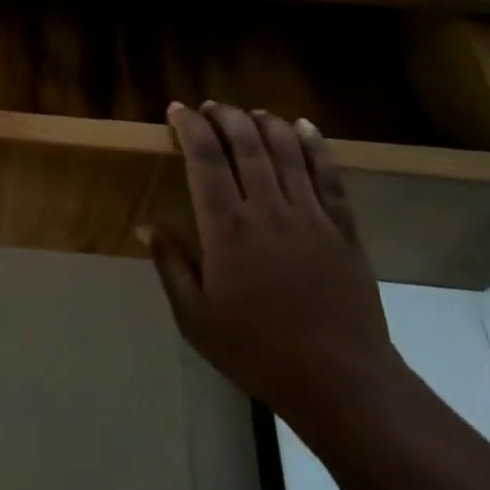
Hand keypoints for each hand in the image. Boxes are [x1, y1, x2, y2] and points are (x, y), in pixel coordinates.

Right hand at [144, 102, 400, 430]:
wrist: (341, 381)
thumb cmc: (257, 350)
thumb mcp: (195, 317)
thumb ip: (170, 264)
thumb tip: (146, 223)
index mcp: (226, 228)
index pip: (204, 158)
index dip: (189, 127)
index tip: (177, 110)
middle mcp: (267, 209)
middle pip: (246, 143)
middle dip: (225, 116)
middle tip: (211, 107)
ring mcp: (310, 215)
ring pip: (287, 150)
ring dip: (265, 122)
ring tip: (250, 113)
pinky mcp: (343, 227)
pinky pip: (329, 174)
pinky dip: (315, 144)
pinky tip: (304, 127)